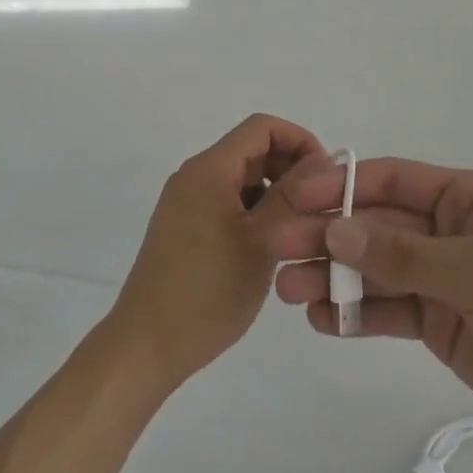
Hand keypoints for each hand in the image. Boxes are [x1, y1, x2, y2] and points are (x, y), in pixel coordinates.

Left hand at [108, 114, 327, 391]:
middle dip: (290, 168)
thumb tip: (319, 160)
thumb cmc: (208, 291)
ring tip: (301, 230)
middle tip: (319, 206)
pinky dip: (254, 211)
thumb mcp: (261, 241)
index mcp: (209, 168)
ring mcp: (187, 201)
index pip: (261, 127)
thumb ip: (291, 196)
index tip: (326, 176)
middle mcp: (195, 175)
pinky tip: (273, 246)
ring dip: (274, 193)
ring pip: (241, 179)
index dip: (299, 140)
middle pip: (251, 150)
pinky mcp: (184, 226)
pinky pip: (227, 201)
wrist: (146, 345)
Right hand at [271, 158, 472, 465]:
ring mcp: (438, 277)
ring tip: (288, 291)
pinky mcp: (435, 321)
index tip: (297, 196)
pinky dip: (354, 313)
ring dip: (331, 276)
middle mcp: (445, 230)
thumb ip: (405, 254)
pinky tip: (323, 320)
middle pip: (374, 225)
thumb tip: (336, 230)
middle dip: (327, 235)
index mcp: (464, 199)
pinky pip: (386, 309)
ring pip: (373, 268)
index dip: (343, 185)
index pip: (392, 181)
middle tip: (278, 249)